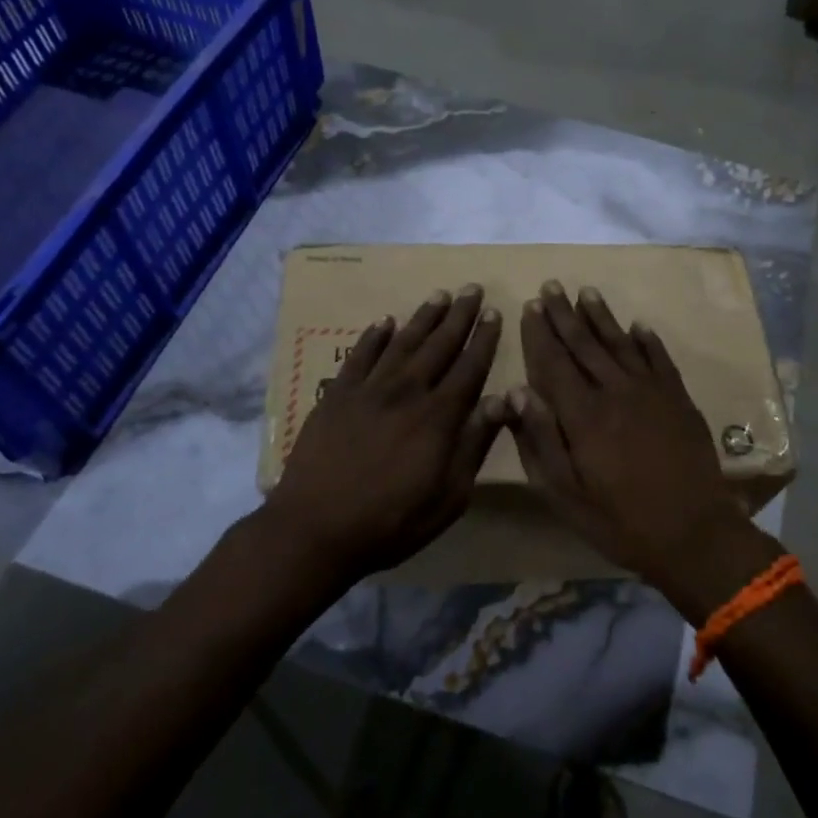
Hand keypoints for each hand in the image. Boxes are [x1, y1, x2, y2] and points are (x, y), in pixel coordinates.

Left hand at [266, 285, 505, 585]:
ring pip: (402, 342)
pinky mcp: (336, 395)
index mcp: (438, 417)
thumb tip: (502, 400)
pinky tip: (384, 322)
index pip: (469, 368)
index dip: (484, 339)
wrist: (315, 528)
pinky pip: (360, 355)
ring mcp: (368, 390)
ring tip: (439, 295)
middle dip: (459, 316)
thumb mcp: (448, 497)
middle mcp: (406, 392)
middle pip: (438, 345)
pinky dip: (374, 336)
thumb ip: (475, 444)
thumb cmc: (391, 522)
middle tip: (472, 288)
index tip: (494, 313)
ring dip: (423, 317)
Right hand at [507, 283, 774, 613]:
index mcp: (582, 414)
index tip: (529, 306)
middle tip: (551, 286)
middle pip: (585, 344)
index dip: (540, 334)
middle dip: (564, 314)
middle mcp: (615, 391)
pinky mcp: (679, 399)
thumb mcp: (565, 493)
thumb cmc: (619, 520)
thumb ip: (540, 440)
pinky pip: (660, 359)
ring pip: (620, 343)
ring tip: (586, 292)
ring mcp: (652, 392)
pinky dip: (647, 340)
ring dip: (601, 316)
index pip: (554, 362)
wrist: (694, 534)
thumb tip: (517, 392)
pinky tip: (639, 325)